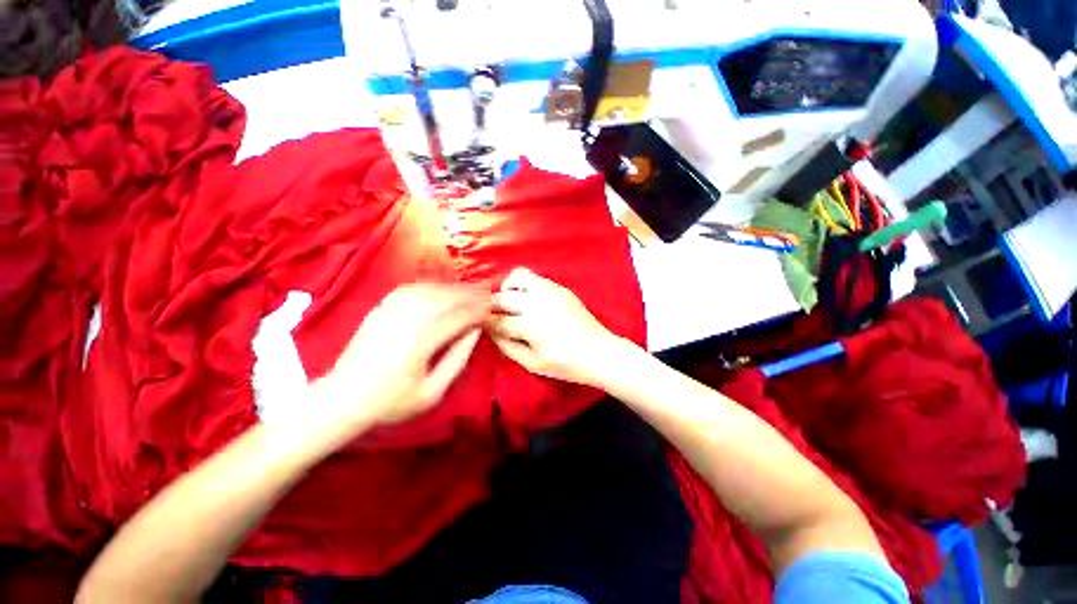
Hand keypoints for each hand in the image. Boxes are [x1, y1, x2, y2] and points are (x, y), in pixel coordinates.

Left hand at [314, 284, 489, 427]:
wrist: (343, 398)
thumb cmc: (391, 401)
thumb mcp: (432, 392)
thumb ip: (457, 359)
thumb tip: (474, 331)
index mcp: (421, 340)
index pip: (460, 316)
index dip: (479, 311)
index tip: (492, 312)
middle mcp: (407, 318)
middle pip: (447, 298)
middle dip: (471, 295)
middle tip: (487, 295)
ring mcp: (391, 310)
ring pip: (431, 290)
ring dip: (454, 288)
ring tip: (471, 290)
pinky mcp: (381, 308)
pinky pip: (412, 289)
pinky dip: (431, 286)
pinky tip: (441, 289)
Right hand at [486, 268, 632, 387]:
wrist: (599, 352)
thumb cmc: (565, 364)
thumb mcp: (532, 363)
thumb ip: (507, 346)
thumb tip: (491, 331)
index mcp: (529, 325)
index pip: (496, 320)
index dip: (485, 323)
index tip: (480, 325)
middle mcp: (537, 302)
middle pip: (503, 296)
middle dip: (491, 305)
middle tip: (492, 315)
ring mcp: (550, 291)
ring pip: (518, 276)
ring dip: (508, 288)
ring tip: (510, 302)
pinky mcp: (560, 288)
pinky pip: (536, 278)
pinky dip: (525, 286)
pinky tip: (529, 300)